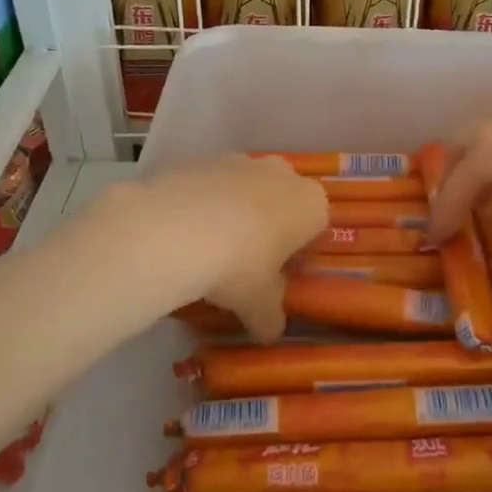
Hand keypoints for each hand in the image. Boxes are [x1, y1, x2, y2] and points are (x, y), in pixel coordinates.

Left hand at [91, 153, 326, 340]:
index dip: (298, 252)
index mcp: (310, 204)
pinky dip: (201, 203)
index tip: (279, 274)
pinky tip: (182, 231)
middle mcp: (281, 173)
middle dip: (268, 225)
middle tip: (247, 261)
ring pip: (244, 188)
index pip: (316, 226)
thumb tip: (270, 332)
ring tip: (209, 247)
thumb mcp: (260, 305)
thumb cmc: (239, 266)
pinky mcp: (200, 159)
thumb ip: (270, 317)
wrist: (175, 229)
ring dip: (233, 211)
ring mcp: (239, 160)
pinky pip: (208, 184)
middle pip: (281, 200)